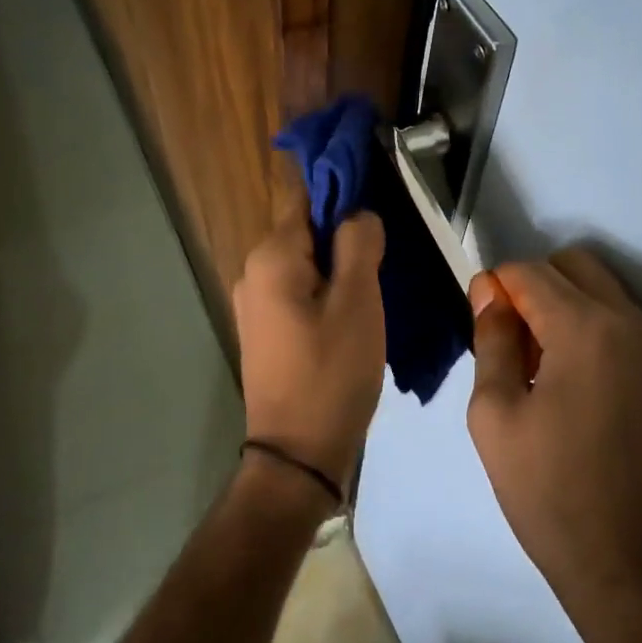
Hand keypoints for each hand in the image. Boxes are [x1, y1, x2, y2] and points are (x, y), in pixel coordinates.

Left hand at [233, 203, 386, 489]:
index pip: (306, 196)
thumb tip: (358, 212)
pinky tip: (353, 311)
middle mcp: (253, 272)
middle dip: (345, 233)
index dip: (342, 189)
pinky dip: (325, 291)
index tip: (380, 198)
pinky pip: (297, 292)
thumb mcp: (358, 303)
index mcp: (272, 257)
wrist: (297, 453)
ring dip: (338, 265)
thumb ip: (359, 244)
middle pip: (305, 230)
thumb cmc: (332, 373)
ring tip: (377, 284)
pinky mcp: (264, 331)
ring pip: (304, 263)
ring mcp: (254, 304)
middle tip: (388, 253)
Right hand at [467, 248, 641, 642]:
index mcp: (586, 328)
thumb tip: (489, 292)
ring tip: (540, 366)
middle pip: (574, 265)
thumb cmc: (548, 490)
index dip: (496, 287)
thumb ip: (493, 339)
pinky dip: (593, 327)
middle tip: (511, 341)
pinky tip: (574, 382)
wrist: (630, 560)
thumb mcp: (495, 414)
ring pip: (603, 289)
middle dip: (534, 285)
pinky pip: (624, 322)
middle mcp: (631, 322)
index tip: (480, 322)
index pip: (530, 272)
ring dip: (565, 305)